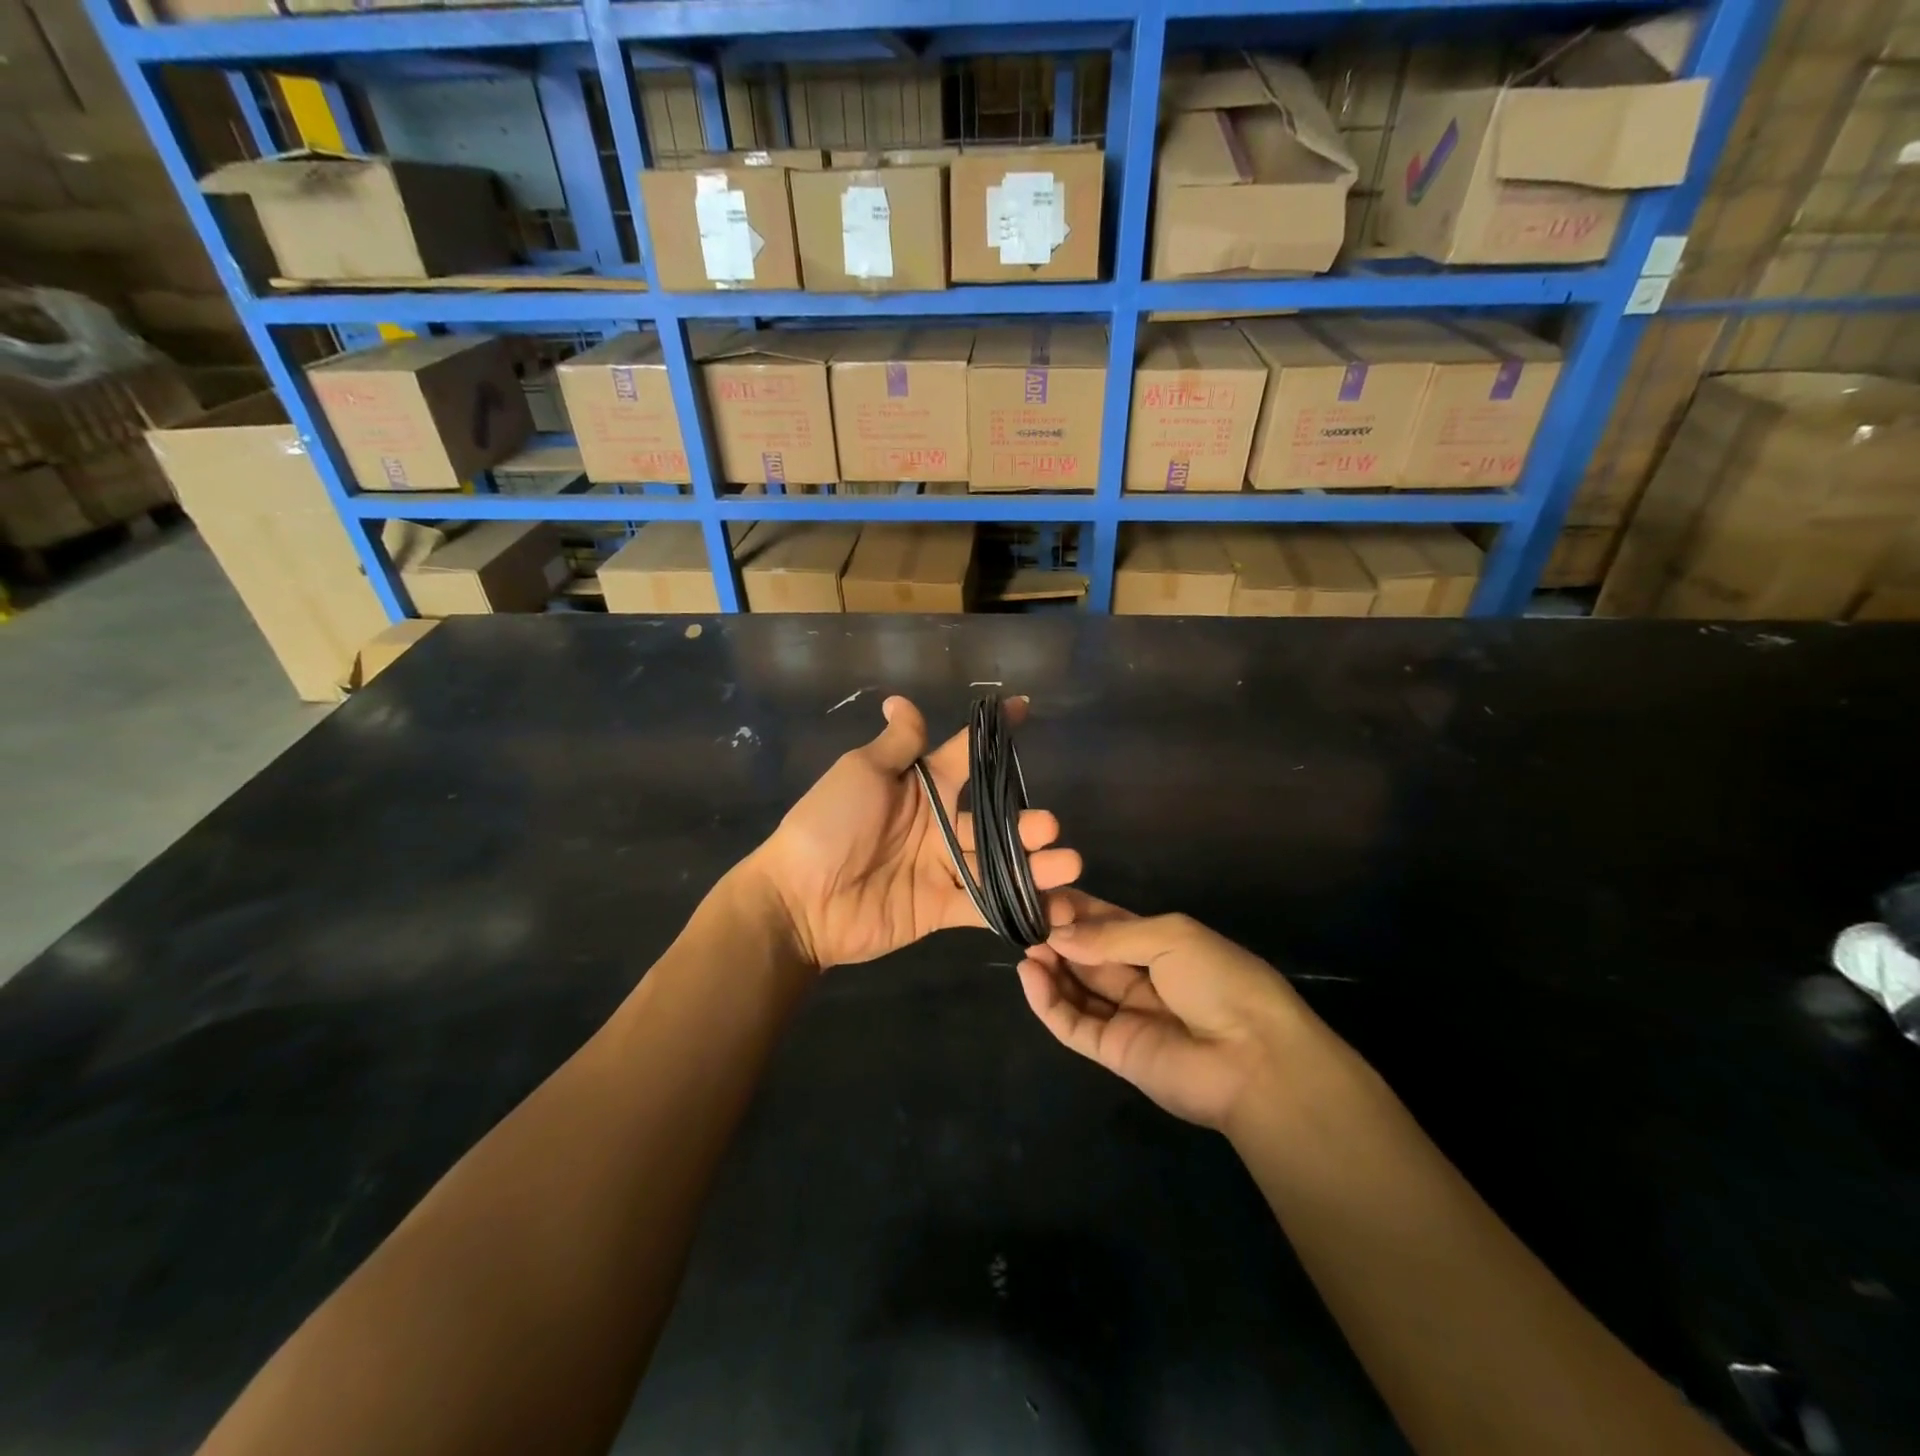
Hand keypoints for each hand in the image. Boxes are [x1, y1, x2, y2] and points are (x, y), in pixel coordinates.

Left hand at [751, 696, 1081, 970]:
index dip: (994, 733)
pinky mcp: (941, 907)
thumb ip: (896, 745)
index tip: (1024, 707)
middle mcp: (939, 824)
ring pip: (999, 862)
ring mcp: (942, 867)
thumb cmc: (828, 825)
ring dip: (1035, 864)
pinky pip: (985, 906)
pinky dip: (1018, 907)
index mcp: (922, 786)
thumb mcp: (861, 774)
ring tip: (1066, 865)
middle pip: (995, 818)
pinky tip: (1055, 908)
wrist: (800, 900)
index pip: (966, 753)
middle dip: (1027, 822)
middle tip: (1049, 827)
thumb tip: (901, 699)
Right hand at [1016, 892, 1309, 1131]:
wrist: (1256, 1059)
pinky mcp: (1114, 1052)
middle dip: (1058, 936)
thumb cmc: (1220, 981)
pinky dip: (1047, 1001)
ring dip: (1050, 967)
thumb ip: (1110, 936)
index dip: (1077, 912)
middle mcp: (1139, 978)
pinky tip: (1030, 974)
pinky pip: (1072, 1023)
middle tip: (1026, 920)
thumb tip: (1058, 934)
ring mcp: (1126, 1016)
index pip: (1107, 924)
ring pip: (1076, 988)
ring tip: (1027, 947)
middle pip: (1088, 954)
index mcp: (1160, 945)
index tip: (1043, 897)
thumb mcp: (1170, 937)